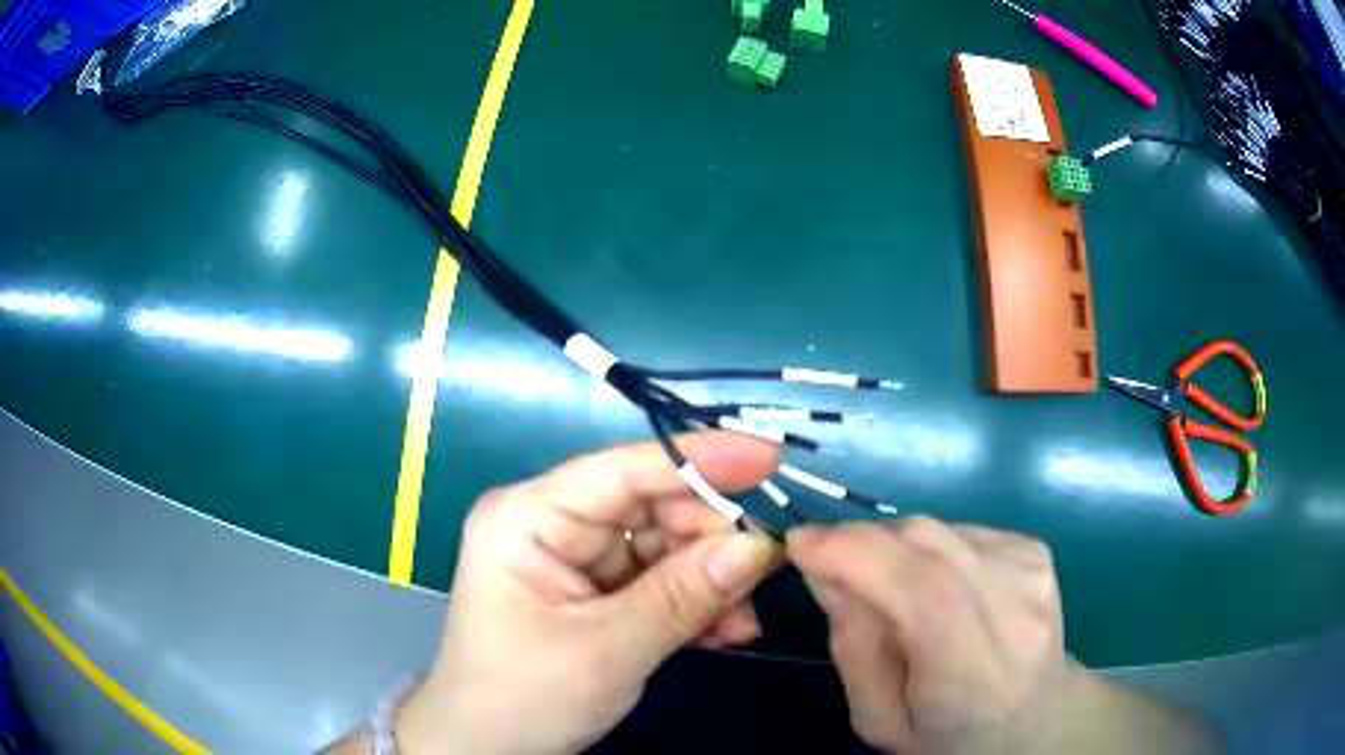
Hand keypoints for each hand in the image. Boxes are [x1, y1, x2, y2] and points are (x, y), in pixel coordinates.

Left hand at [397, 432, 781, 754]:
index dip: (696, 459)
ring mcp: (574, 560)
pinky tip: (721, 634)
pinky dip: (694, 605)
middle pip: (650, 508)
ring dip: (710, 582)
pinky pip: (659, 582)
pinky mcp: (595, 593)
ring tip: (741, 624)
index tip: (767, 458)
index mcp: (527, 518)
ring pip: (664, 547)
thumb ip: (684, 595)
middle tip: (762, 577)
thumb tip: (760, 545)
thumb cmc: (523, 699)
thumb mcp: (606, 651)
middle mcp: (551, 525)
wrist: (488, 752)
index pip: (619, 470)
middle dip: (709, 543)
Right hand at [789, 518, 1218, 754]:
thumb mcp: (879, 721)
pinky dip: (928, 549)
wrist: (1036, 719)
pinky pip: (959, 530)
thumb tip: (825, 568)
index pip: (922, 592)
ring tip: (891, 591)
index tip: (799, 544)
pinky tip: (938, 587)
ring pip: (937, 529)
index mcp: (975, 676)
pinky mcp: (1037, 550)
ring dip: (894, 549)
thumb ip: (853, 648)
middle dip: (861, 543)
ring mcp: (1033, 573)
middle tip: (827, 565)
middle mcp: (1015, 612)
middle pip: (926, 545)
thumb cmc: (948, 737)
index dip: (854, 553)